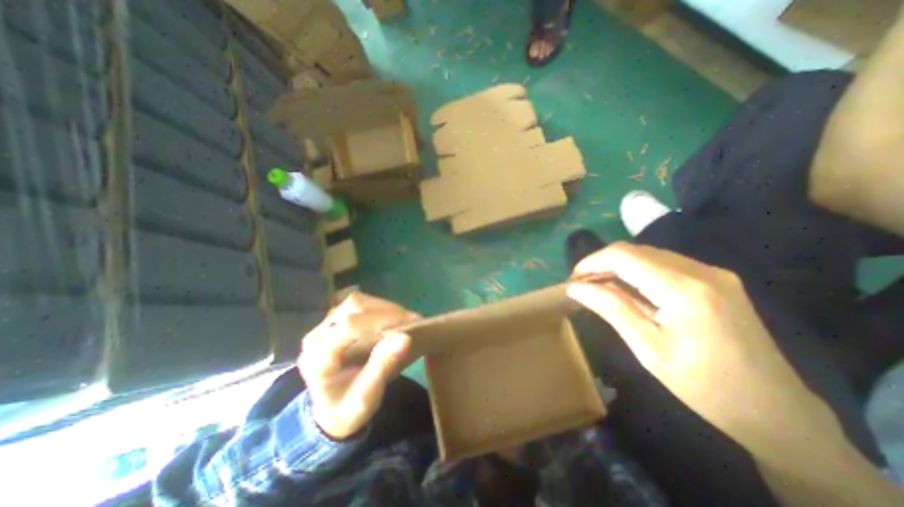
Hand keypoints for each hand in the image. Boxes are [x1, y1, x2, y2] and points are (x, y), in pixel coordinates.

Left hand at [299, 293, 420, 438]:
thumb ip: (382, 367)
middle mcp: (316, 336)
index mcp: (318, 358)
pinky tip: (392, 319)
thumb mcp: (366, 398)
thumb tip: (406, 338)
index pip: (350, 325)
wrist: (330, 412)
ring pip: (356, 301)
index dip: (382, 319)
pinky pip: (358, 305)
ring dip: (384, 307)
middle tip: (412, 321)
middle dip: (387, 311)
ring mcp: (323, 326)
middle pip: (353, 307)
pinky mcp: (334, 321)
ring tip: (404, 319)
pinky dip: (379, 308)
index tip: (410, 323)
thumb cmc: (347, 410)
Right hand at [566, 241, 835, 454]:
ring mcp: (713, 273)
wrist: (775, 410)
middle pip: (635, 250)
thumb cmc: (704, 386)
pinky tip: (630, 289)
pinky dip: (638, 271)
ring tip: (601, 287)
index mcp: (684, 290)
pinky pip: (665, 263)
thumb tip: (576, 288)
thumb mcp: (648, 349)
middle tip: (584, 285)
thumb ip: (611, 309)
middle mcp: (702, 271)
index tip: (573, 279)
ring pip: (649, 254)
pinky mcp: (717, 279)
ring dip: (619, 266)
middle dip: (603, 263)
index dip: (592, 261)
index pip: (624, 256)